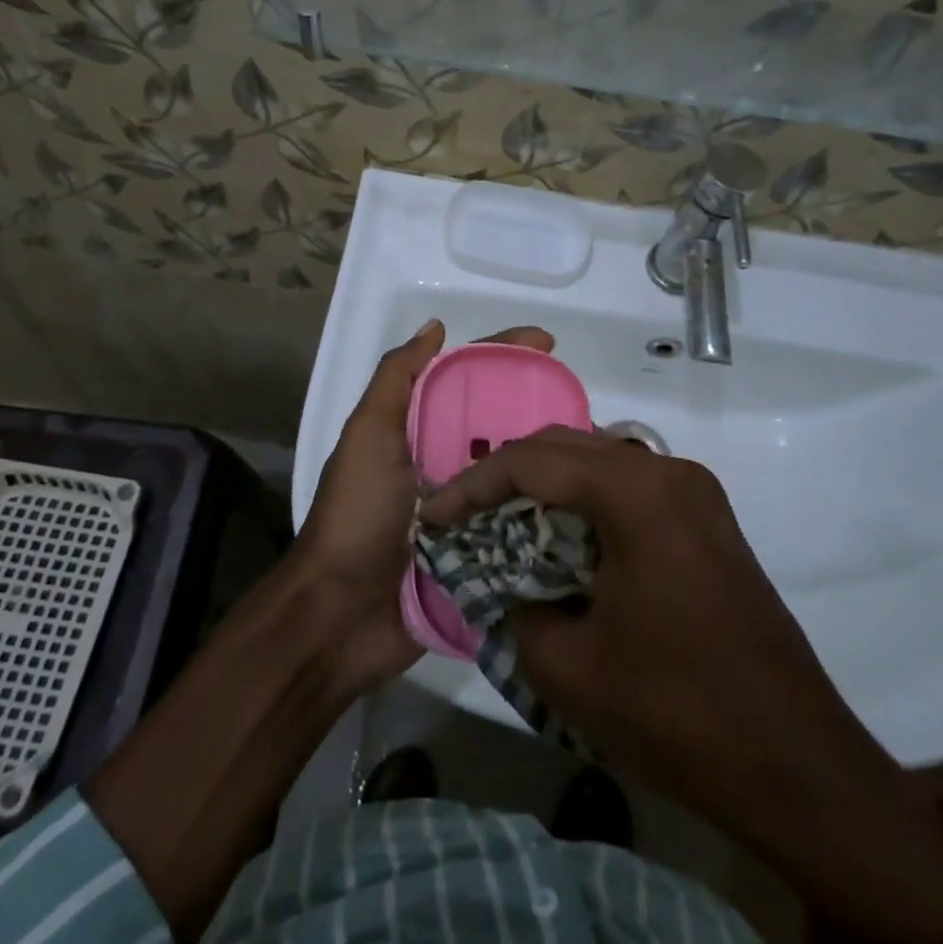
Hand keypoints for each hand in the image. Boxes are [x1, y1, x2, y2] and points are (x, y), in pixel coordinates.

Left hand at [296, 318, 554, 687]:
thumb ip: (396, 379)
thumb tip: (435, 327)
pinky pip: (524, 524)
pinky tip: (590, 501)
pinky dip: (551, 511)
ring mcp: (471, 511)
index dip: (506, 357)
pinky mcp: (487, 556)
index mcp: (422, 432)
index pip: (470, 382)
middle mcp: (449, 465)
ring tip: (601, 450)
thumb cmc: (357, 516)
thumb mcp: (368, 436)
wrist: (341, 616)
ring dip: (554, 461)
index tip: (548, 345)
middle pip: (503, 425)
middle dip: (542, 409)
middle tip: (588, 406)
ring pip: (521, 473)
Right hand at [421, 425, 832, 805]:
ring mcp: (697, 493)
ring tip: (502, 520)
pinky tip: (561, 537)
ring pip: (600, 463)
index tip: (433, 515)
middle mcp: (669, 472)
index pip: (532, 462)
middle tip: (463, 512)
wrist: (795, 764)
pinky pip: (631, 488)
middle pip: (567, 448)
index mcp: (636, 493)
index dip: (473, 484)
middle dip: (507, 475)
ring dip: (548, 485)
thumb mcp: (567, 667)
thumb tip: (508, 585)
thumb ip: (517, 608)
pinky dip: (586, 502)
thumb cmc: (675, 712)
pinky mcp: (709, 521)